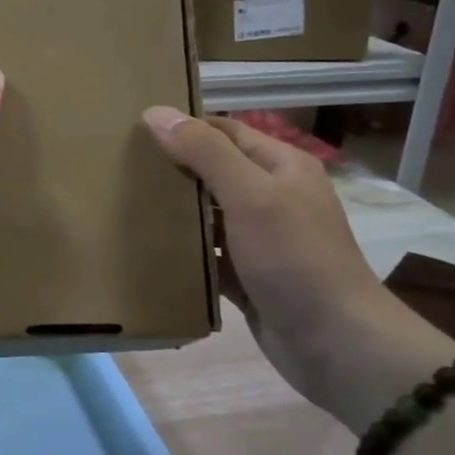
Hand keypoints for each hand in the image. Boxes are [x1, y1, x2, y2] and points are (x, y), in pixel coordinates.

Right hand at [142, 109, 454, 430]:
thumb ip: (205, 152)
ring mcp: (261, 239)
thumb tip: (156, 113)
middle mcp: (273, 197)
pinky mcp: (248, 276)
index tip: (134, 132)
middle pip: (213, 172)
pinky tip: (147, 252)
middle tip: (120, 169)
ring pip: (208, 215)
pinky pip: (208, 256)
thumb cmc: (294, 257)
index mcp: (281, 166)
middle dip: (172, 170)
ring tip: (124, 206)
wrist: (334, 342)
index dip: (184, 127)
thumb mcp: (250, 194)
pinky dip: (184, 253)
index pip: (224, 131)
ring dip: (175, 213)